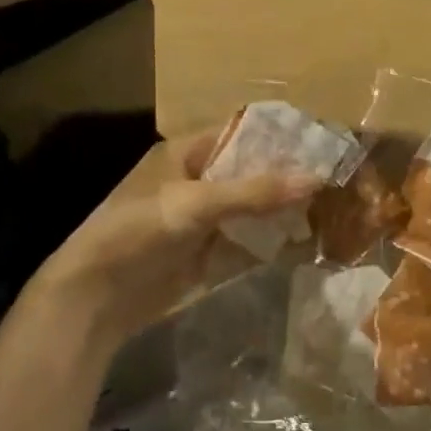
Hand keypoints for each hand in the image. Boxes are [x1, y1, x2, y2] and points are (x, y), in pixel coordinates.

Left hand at [27, 130, 320, 357]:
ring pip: (251, 207)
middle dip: (287, 175)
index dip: (279, 136)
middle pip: (250, 171)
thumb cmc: (138, 231)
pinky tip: (304, 241)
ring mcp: (201, 219)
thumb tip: (315, 177)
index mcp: (186, 152)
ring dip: (282, 209)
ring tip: (332, 207)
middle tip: (336, 176)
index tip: (321, 140)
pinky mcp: (204, 253)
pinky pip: (245, 240)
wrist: (93, 297)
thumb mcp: (195, 204)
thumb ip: (255, 193)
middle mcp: (196, 179)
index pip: (241, 132)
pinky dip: (270, 241)